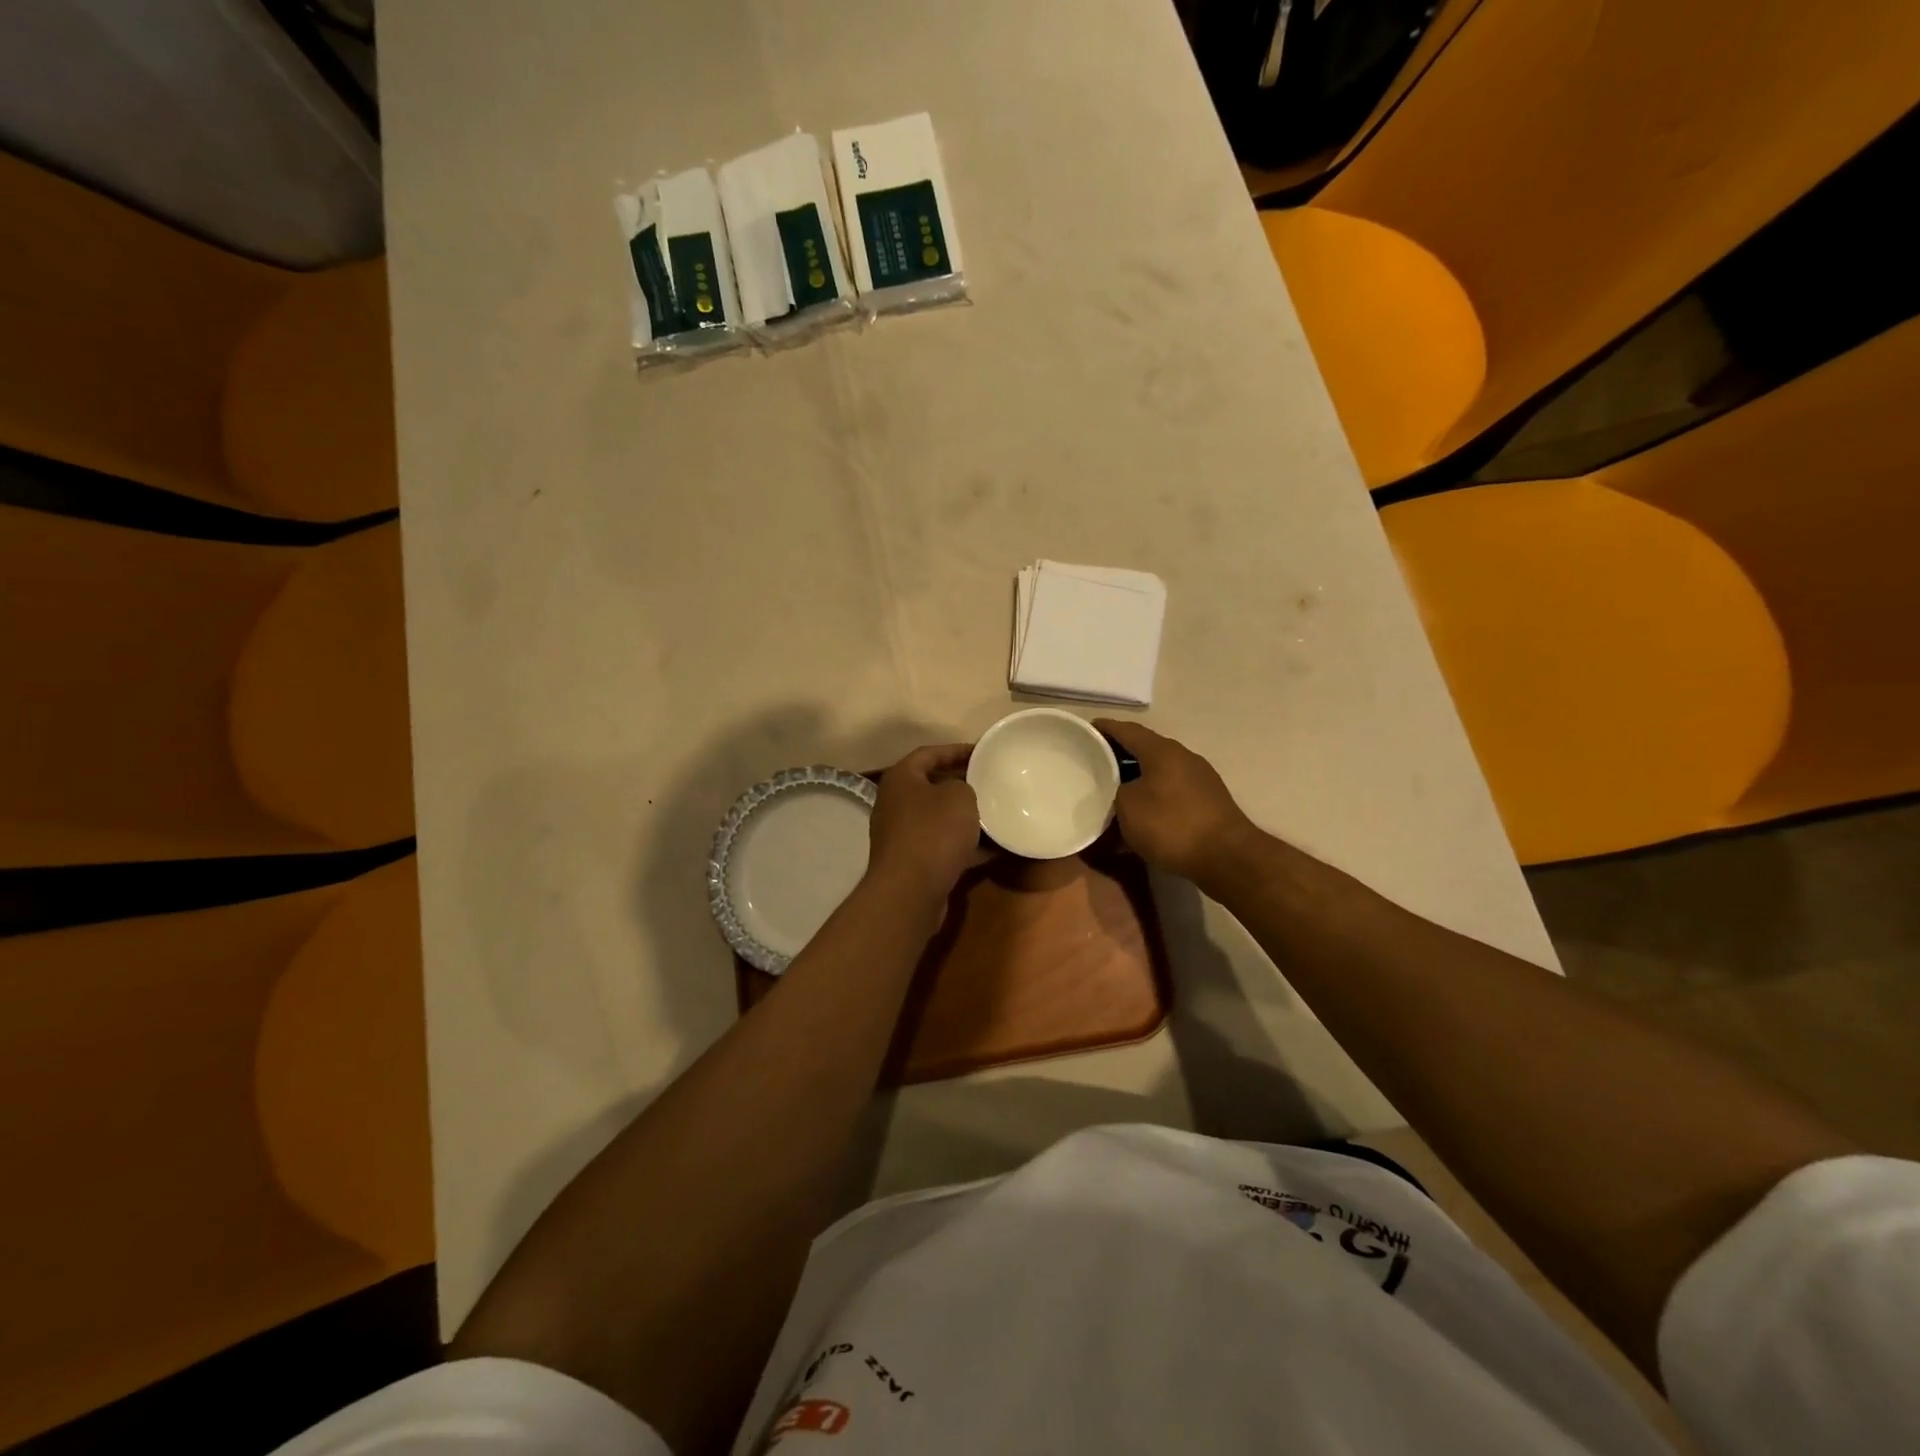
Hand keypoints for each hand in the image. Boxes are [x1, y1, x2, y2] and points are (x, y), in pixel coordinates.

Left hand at [867, 744, 985, 899]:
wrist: (910, 890)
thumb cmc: (934, 832)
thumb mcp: (959, 796)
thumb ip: (963, 785)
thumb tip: (958, 794)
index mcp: (901, 779)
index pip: (929, 753)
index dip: (957, 750)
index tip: (983, 752)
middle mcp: (895, 803)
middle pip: (932, 785)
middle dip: (961, 784)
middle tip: (990, 781)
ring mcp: (901, 835)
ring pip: (938, 818)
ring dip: (964, 817)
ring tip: (996, 813)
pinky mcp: (912, 862)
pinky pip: (942, 846)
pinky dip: (965, 846)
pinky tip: (994, 849)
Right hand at [1094, 720, 1260, 884]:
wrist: (1227, 857)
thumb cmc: (1171, 825)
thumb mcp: (1128, 807)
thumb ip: (1117, 791)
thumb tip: (1121, 791)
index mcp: (1161, 751)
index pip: (1127, 730)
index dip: (1105, 728)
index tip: (1085, 730)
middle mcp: (1182, 757)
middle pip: (1144, 749)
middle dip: (1119, 755)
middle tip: (1095, 763)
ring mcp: (1199, 778)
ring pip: (1158, 771)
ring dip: (1136, 778)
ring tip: (1114, 791)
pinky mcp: (1207, 801)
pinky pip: (1171, 790)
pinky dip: (1153, 795)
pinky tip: (1141, 814)